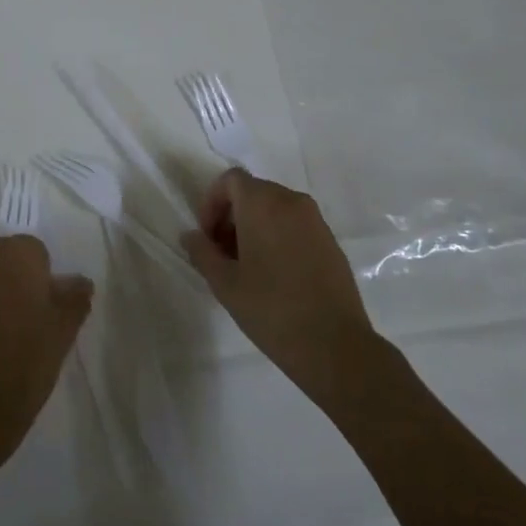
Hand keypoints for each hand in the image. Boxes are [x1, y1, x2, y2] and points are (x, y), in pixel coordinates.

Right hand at [182, 169, 382, 411]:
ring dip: (254, 226)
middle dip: (231, 215)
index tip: (207, 236)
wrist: (334, 345)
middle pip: (253, 192)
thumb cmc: (271, 309)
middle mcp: (292, 202)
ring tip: (245, 266)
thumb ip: (202, 252)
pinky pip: (295, 224)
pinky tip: (273, 274)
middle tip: (221, 253)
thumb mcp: (224, 283)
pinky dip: (277, 236)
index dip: (211, 202)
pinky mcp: (330, 241)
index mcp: (263, 204)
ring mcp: (316, 221)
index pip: (230, 180)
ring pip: (275, 208)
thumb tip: (191, 236)